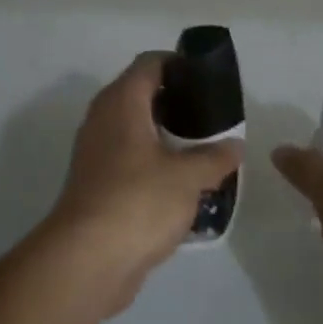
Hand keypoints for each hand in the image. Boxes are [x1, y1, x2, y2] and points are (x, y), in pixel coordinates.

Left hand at [41, 52, 243, 315]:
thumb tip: (235, 145)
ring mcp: (96, 152)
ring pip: (136, 130)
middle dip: (178, 102)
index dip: (179, 63)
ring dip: (167, 136)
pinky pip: (130, 160)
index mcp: (122, 102)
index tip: (208, 79)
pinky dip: (154, 163)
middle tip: (213, 117)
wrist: (87, 260)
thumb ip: (215, 157)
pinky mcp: (97, 184)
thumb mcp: (188, 177)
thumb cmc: (138, 201)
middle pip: (142, 95)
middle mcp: (104, 118)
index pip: (150, 63)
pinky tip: (182, 183)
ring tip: (204, 149)